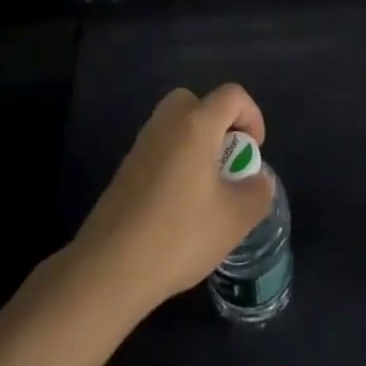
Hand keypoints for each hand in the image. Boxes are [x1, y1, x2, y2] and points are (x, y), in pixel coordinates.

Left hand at [71, 84, 275, 314]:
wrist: (108, 269)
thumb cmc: (178, 235)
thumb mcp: (234, 220)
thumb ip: (257, 193)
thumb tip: (258, 181)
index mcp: (196, 125)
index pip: (232, 95)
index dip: (252, 116)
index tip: (252, 153)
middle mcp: (166, 125)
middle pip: (196, 102)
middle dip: (218, 124)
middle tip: (225, 161)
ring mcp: (140, 146)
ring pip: (175, 126)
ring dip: (195, 144)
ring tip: (205, 188)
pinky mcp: (124, 171)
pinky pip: (159, 149)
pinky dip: (175, 163)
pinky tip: (178, 206)